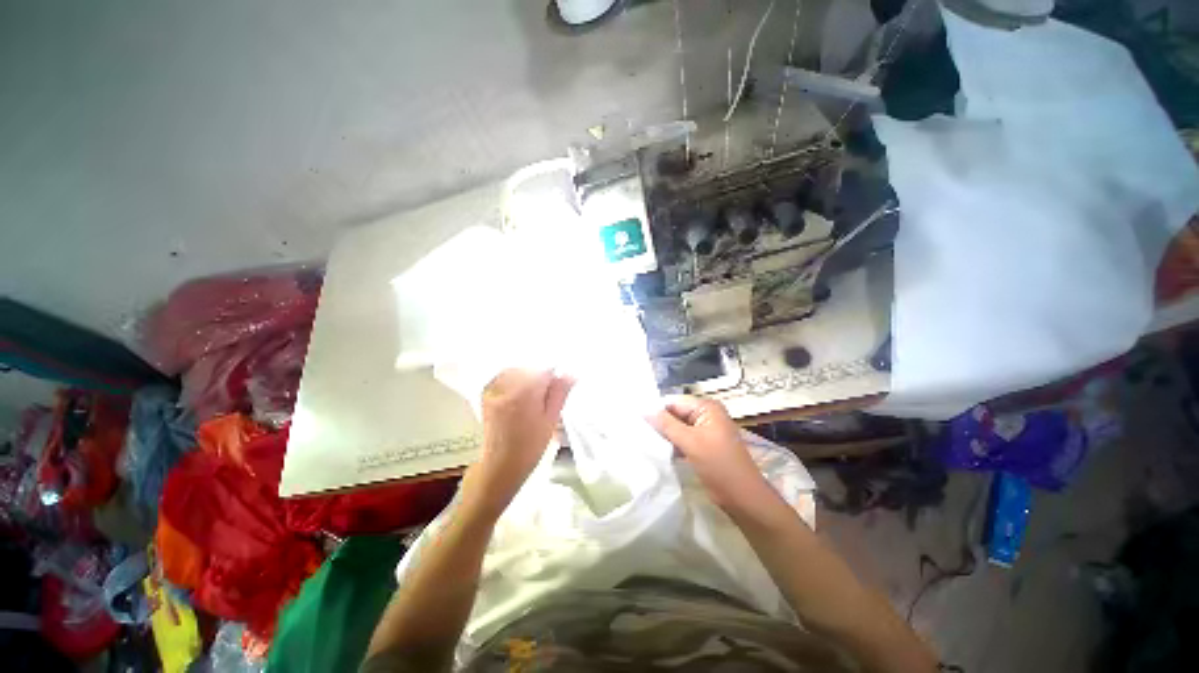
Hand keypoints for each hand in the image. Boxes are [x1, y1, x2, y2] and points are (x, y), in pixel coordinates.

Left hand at [459, 368, 573, 519]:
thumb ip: (560, 392)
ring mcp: (494, 388)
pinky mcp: (487, 393)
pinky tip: (519, 396)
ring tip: (533, 397)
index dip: (554, 376)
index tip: (559, 386)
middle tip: (545, 397)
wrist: (499, 466)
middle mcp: (506, 384)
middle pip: (530, 367)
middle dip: (540, 377)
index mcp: (525, 391)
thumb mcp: (551, 419)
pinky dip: (514, 380)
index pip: (544, 369)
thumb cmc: (530, 446)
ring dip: (527, 377)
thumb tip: (571, 373)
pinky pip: (504, 376)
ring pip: (517, 370)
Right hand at [649, 395, 770, 511]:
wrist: (742, 498)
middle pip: (676, 414)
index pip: (674, 403)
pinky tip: (659, 451)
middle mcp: (707, 415)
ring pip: (678, 428)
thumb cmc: (719, 465)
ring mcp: (706, 431)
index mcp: (707, 407)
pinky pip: (683, 440)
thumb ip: (666, 424)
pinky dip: (673, 444)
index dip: (657, 411)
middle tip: (639, 432)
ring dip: (665, 435)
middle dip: (661, 424)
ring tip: (646, 441)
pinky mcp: (704, 446)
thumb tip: (644, 410)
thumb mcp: (690, 442)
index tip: (637, 421)